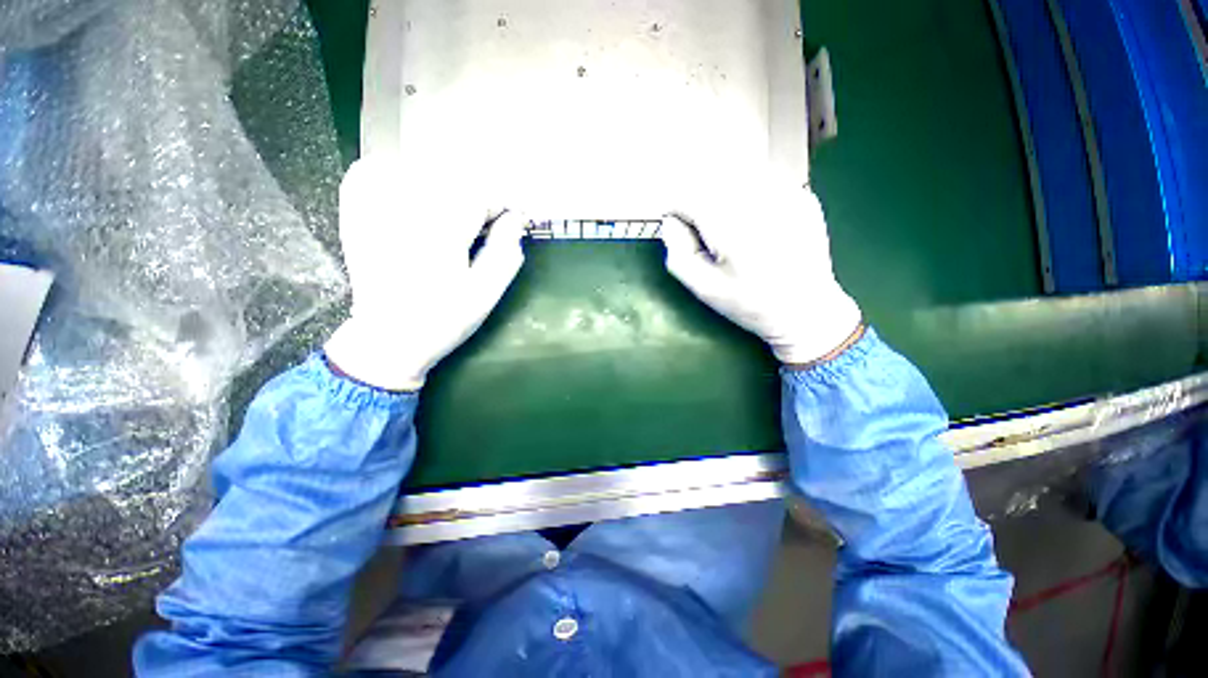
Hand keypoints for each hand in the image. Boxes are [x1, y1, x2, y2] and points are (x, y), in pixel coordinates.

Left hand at [325, 156, 526, 390]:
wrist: (387, 340)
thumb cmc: (443, 320)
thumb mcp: (484, 294)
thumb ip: (504, 255)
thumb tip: (516, 221)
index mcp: (442, 232)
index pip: (478, 195)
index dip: (499, 206)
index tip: (510, 222)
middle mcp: (405, 212)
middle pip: (447, 179)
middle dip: (473, 197)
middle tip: (484, 223)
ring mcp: (374, 212)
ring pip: (410, 171)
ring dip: (439, 184)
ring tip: (453, 213)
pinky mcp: (355, 218)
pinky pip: (367, 175)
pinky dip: (389, 174)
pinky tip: (407, 193)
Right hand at [660, 173, 860, 364]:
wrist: (807, 310)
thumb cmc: (750, 304)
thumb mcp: (704, 288)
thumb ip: (678, 252)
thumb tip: (670, 221)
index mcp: (732, 227)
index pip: (687, 196)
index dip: (677, 212)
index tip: (682, 232)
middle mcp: (760, 201)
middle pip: (711, 182)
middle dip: (699, 204)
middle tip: (707, 236)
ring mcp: (787, 194)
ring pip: (736, 177)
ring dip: (723, 198)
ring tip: (732, 232)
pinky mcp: (802, 196)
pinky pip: (762, 182)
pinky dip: (749, 197)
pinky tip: (757, 226)